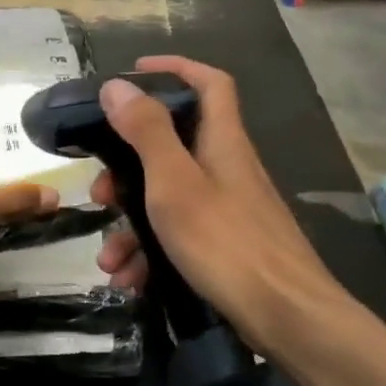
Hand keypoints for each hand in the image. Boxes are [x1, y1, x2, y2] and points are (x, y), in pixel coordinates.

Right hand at [90, 57, 356, 354]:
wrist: (287, 318)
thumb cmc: (226, 242)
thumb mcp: (174, 183)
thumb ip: (146, 132)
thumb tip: (117, 85)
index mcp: (222, 142)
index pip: (209, 83)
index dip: (175, 68)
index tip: (134, 74)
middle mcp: (227, 168)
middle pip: (172, 147)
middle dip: (127, 168)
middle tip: (99, 192)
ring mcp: (227, 209)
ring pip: (167, 200)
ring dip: (130, 225)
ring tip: (108, 259)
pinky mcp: (225, 246)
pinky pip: (177, 236)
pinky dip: (150, 254)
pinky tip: (129, 281)